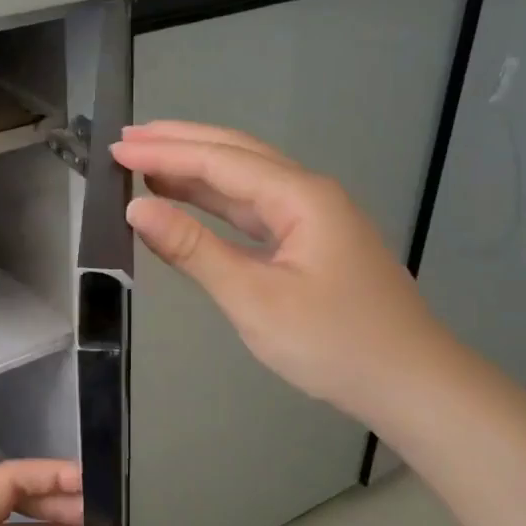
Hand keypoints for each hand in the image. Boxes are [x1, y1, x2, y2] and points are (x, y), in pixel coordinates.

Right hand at [109, 120, 446, 422]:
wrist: (409, 383)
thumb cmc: (333, 343)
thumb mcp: (255, 299)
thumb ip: (195, 250)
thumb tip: (138, 210)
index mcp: (300, 197)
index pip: (220, 161)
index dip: (165, 152)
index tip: (116, 148)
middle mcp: (309, 194)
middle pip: (236, 154)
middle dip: (180, 144)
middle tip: (125, 141)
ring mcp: (314, 218)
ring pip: (246, 180)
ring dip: (196, 169)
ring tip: (146, 163)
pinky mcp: (312, 243)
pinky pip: (255, 209)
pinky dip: (217, 201)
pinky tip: (191, 201)